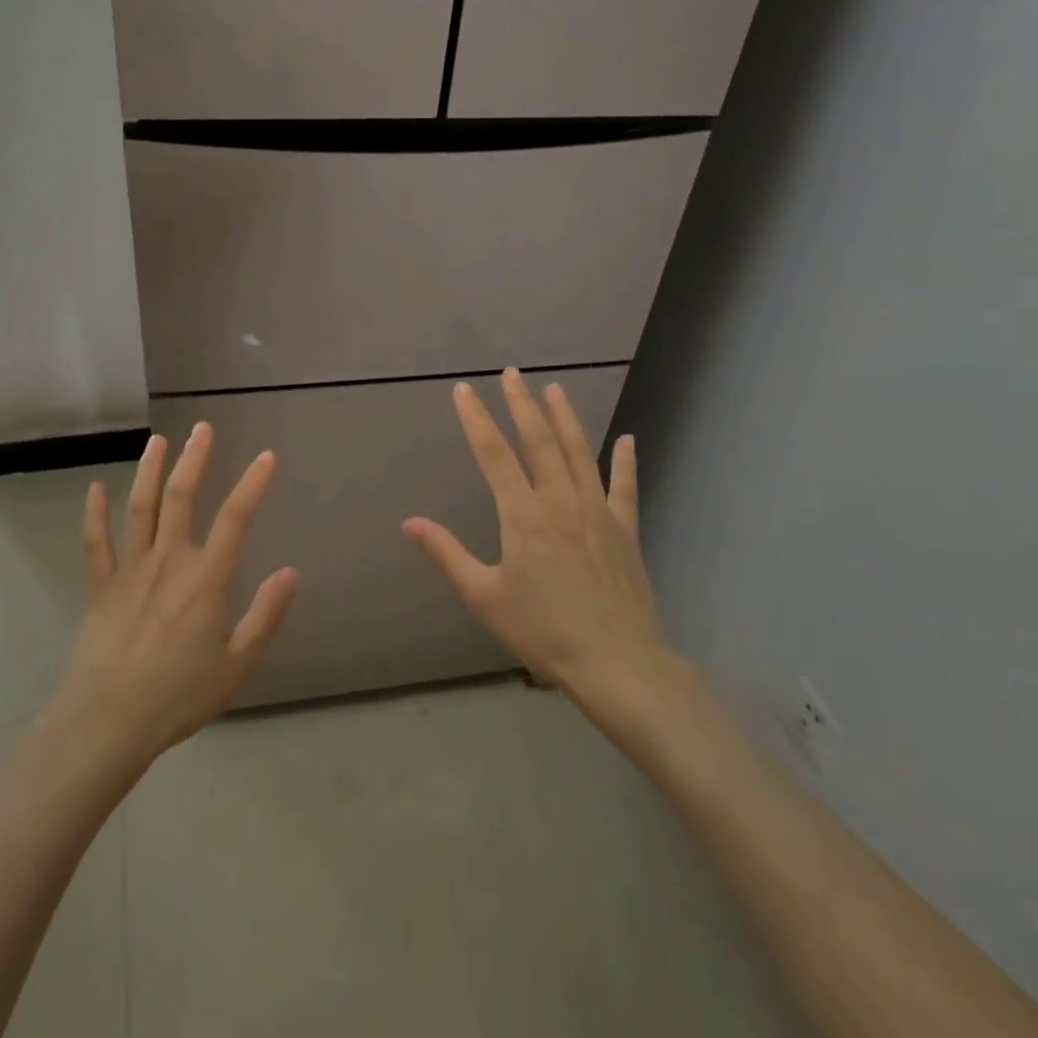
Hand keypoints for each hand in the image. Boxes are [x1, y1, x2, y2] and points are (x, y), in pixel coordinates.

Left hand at [48, 424, 297, 772]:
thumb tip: (291, 572)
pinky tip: (95, 487)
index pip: (235, 519)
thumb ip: (266, 615)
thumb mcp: (237, 664)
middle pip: (182, 498)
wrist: (108, 722)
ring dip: (149, 471)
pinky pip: (96, 542)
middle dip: (194, 459)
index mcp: (205, 579)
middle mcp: (168, 562)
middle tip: (202, 429)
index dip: (253, 484)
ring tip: (158, 440)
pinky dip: (94, 513)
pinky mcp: (101, 587)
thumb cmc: (179, 696)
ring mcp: (130, 571)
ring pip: (140, 508)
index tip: (266, 456)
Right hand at [403, 370, 676, 713]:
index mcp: (523, 515)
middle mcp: (561, 501)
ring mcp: (598, 512)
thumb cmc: (544, 632)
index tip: (464, 390)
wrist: (618, 664)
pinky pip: (625, 488)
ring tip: (554, 389)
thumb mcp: (484, 597)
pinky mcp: (625, 531)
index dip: (476, 418)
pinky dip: (626, 462)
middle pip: (538, 441)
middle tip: (512, 373)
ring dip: (565, 419)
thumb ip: (446, 554)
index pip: (493, 454)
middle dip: (522, 404)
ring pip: (579, 453)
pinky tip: (628, 440)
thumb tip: (410, 522)